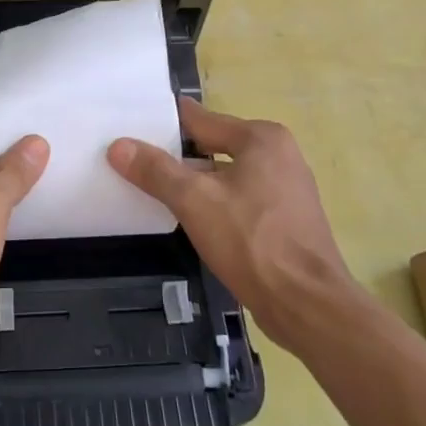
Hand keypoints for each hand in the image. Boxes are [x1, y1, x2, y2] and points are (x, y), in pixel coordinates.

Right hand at [108, 97, 358, 351]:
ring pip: (226, 175)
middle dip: (177, 155)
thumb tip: (119, 146)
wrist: (306, 305)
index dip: (163, 125)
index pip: (200, 120)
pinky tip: (190, 218)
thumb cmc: (251, 241)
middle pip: (214, 146)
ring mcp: (286, 188)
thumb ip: (155, 170)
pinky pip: (239, 198)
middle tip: (134, 161)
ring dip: (195, 182)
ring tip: (154, 189)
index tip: (130, 128)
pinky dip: (215, 203)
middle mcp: (278, 154)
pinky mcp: (286, 219)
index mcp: (261, 138)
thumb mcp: (194, 200)